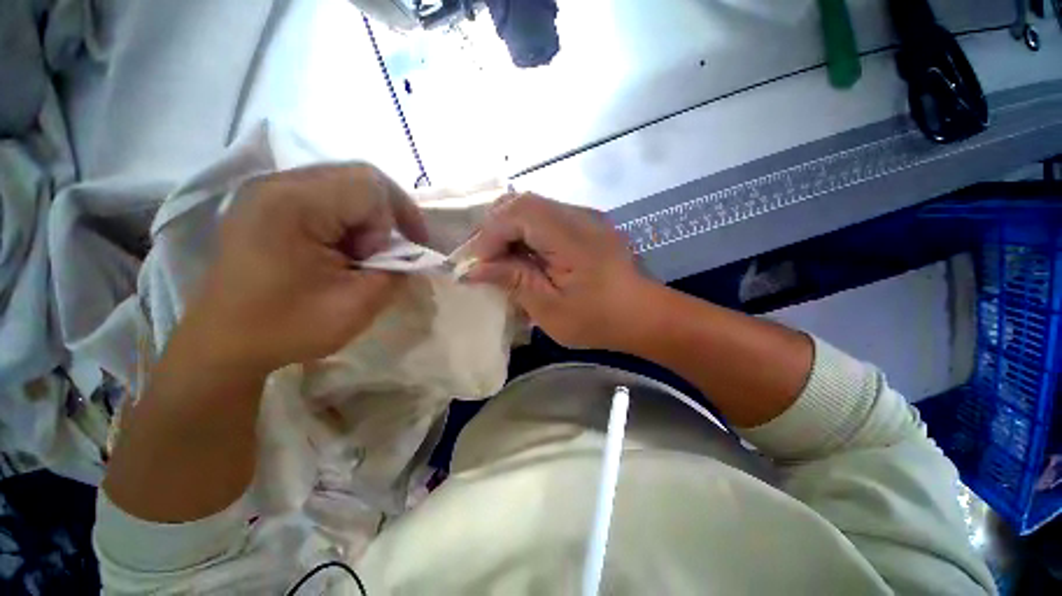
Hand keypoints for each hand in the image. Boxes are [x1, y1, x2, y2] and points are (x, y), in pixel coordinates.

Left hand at [179, 164, 428, 373]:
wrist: (224, 344)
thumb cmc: (286, 327)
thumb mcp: (357, 306)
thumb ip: (396, 273)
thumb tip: (411, 256)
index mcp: (293, 205)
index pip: (371, 187)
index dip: (401, 217)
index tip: (404, 254)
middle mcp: (277, 184)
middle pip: (359, 176)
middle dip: (389, 213)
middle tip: (395, 248)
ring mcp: (269, 190)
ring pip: (346, 183)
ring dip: (369, 217)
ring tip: (366, 252)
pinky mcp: (268, 202)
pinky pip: (327, 194)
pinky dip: (350, 219)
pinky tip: (345, 247)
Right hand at [465, 193, 650, 348]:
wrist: (644, 315)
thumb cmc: (599, 319)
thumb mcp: (550, 308)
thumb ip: (513, 280)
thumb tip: (473, 269)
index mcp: (571, 236)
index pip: (518, 213)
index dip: (489, 235)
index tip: (475, 265)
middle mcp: (578, 215)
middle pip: (523, 203)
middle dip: (494, 229)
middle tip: (483, 259)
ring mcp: (584, 217)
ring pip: (533, 208)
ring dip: (509, 230)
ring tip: (499, 259)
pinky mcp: (586, 225)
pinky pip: (546, 218)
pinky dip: (526, 233)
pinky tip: (523, 256)